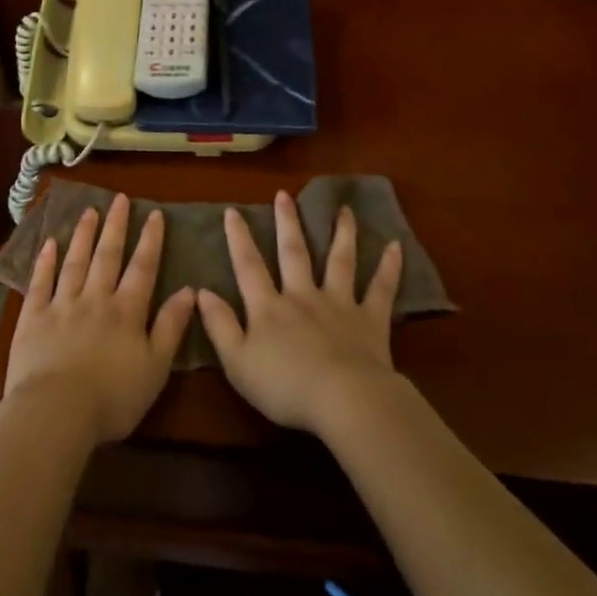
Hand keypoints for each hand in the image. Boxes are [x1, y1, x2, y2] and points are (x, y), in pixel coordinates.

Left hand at [3, 194, 197, 444]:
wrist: (56, 411)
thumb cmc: (112, 398)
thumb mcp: (155, 368)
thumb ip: (171, 327)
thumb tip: (189, 291)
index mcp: (127, 312)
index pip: (143, 268)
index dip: (150, 240)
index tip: (154, 213)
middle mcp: (95, 299)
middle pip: (108, 256)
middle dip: (115, 226)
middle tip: (119, 198)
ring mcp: (61, 305)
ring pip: (75, 262)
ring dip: (84, 235)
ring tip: (89, 210)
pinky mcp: (33, 317)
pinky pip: (40, 282)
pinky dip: (45, 261)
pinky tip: (50, 243)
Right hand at [196, 191, 404, 434]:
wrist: (343, 400)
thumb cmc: (285, 386)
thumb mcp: (237, 362)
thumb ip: (219, 326)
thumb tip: (201, 291)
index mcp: (269, 308)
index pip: (249, 266)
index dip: (239, 238)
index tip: (233, 211)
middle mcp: (303, 296)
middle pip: (294, 253)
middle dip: (287, 222)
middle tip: (284, 195)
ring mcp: (339, 304)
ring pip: (340, 261)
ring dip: (342, 234)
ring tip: (344, 210)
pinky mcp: (370, 320)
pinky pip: (381, 289)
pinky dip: (389, 268)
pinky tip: (395, 246)